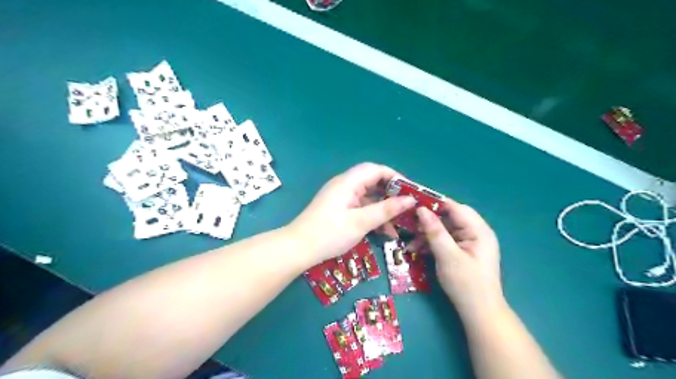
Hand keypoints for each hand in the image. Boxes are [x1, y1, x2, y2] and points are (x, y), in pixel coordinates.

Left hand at [291, 162, 417, 266]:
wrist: (298, 248)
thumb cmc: (329, 233)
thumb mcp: (361, 222)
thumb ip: (386, 209)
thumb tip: (410, 200)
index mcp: (348, 182)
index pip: (376, 169)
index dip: (395, 177)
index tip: (410, 191)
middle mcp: (345, 185)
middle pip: (373, 182)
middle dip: (391, 194)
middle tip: (407, 207)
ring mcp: (341, 197)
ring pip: (368, 196)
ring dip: (383, 208)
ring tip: (399, 223)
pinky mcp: (339, 209)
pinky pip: (361, 206)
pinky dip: (373, 215)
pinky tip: (384, 231)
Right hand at [415, 199, 502, 317]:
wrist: (479, 313)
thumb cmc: (466, 284)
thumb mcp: (448, 256)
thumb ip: (435, 231)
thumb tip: (421, 209)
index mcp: (479, 230)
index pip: (455, 208)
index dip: (435, 204)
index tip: (413, 203)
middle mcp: (476, 232)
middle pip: (449, 218)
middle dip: (428, 221)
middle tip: (409, 223)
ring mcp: (469, 243)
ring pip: (444, 229)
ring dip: (427, 234)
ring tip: (410, 241)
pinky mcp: (462, 252)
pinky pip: (445, 241)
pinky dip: (431, 243)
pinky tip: (416, 249)